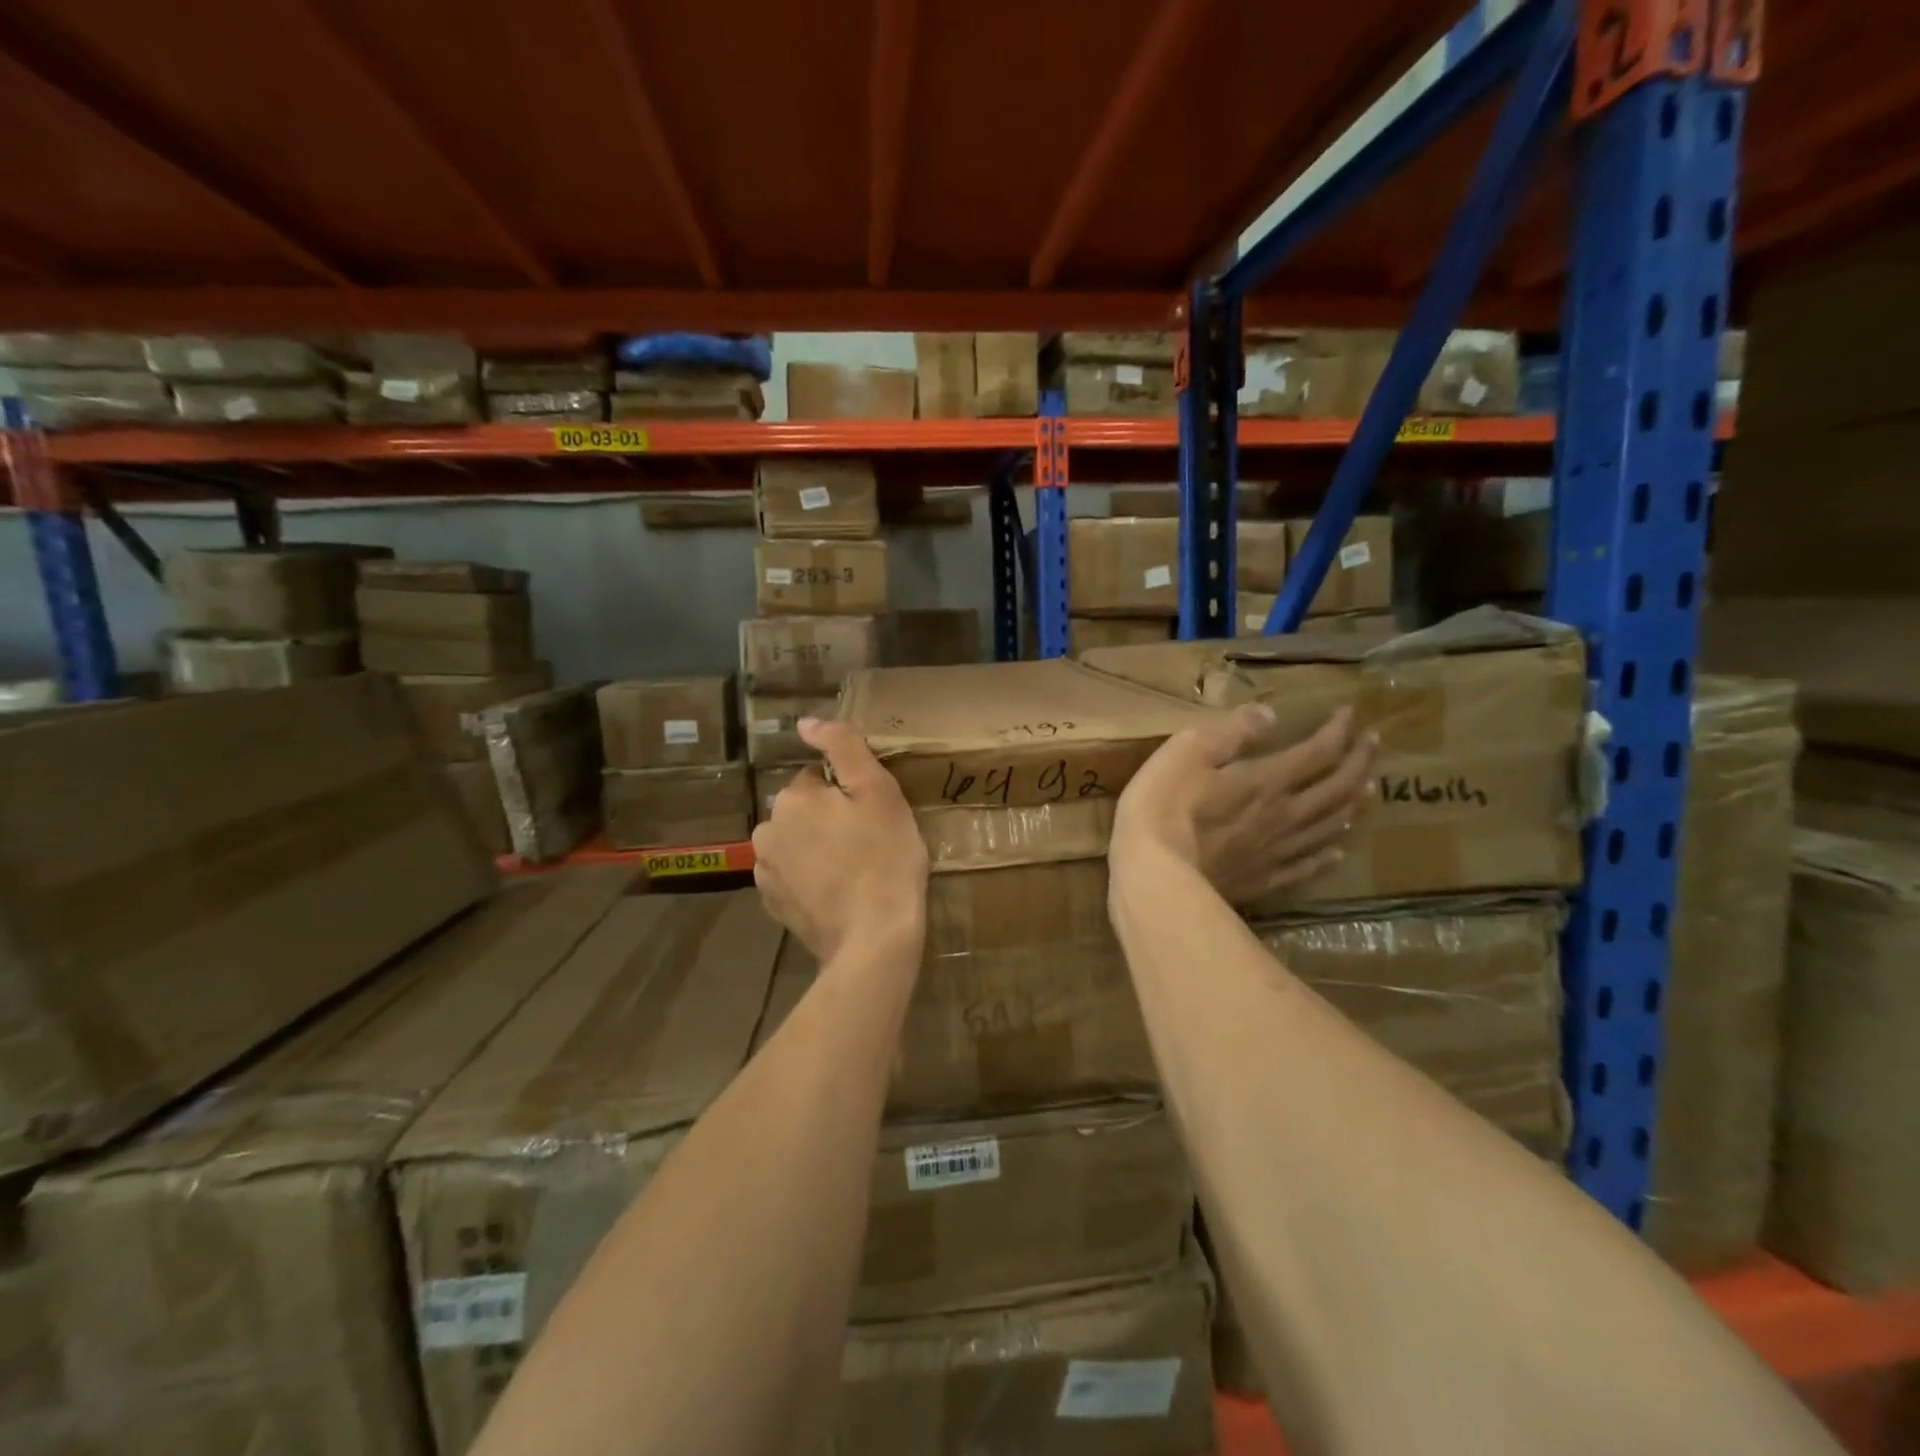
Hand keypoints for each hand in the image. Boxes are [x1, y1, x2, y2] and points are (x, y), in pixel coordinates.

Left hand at [752, 718, 929, 961]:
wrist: (874, 938)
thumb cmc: (885, 857)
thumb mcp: (878, 791)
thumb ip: (842, 747)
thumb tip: (805, 723)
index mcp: (792, 798)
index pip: (818, 778)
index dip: (849, 794)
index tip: (872, 817)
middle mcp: (767, 829)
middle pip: (804, 810)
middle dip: (829, 820)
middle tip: (868, 843)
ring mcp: (766, 871)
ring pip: (797, 842)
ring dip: (817, 848)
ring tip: (854, 871)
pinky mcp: (773, 904)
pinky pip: (793, 875)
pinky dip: (810, 878)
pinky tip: (838, 893)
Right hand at [1112, 704, 1375, 904]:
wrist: (1155, 875)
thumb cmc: (1163, 806)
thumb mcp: (1188, 751)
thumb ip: (1232, 732)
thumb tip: (1270, 714)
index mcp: (1267, 780)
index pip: (1318, 752)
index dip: (1338, 731)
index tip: (1349, 713)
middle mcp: (1284, 815)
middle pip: (1336, 788)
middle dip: (1359, 762)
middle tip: (1372, 744)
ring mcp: (1276, 851)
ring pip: (1330, 826)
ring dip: (1353, 804)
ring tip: (1368, 790)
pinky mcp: (1263, 880)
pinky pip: (1307, 866)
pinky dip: (1328, 855)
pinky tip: (1337, 851)